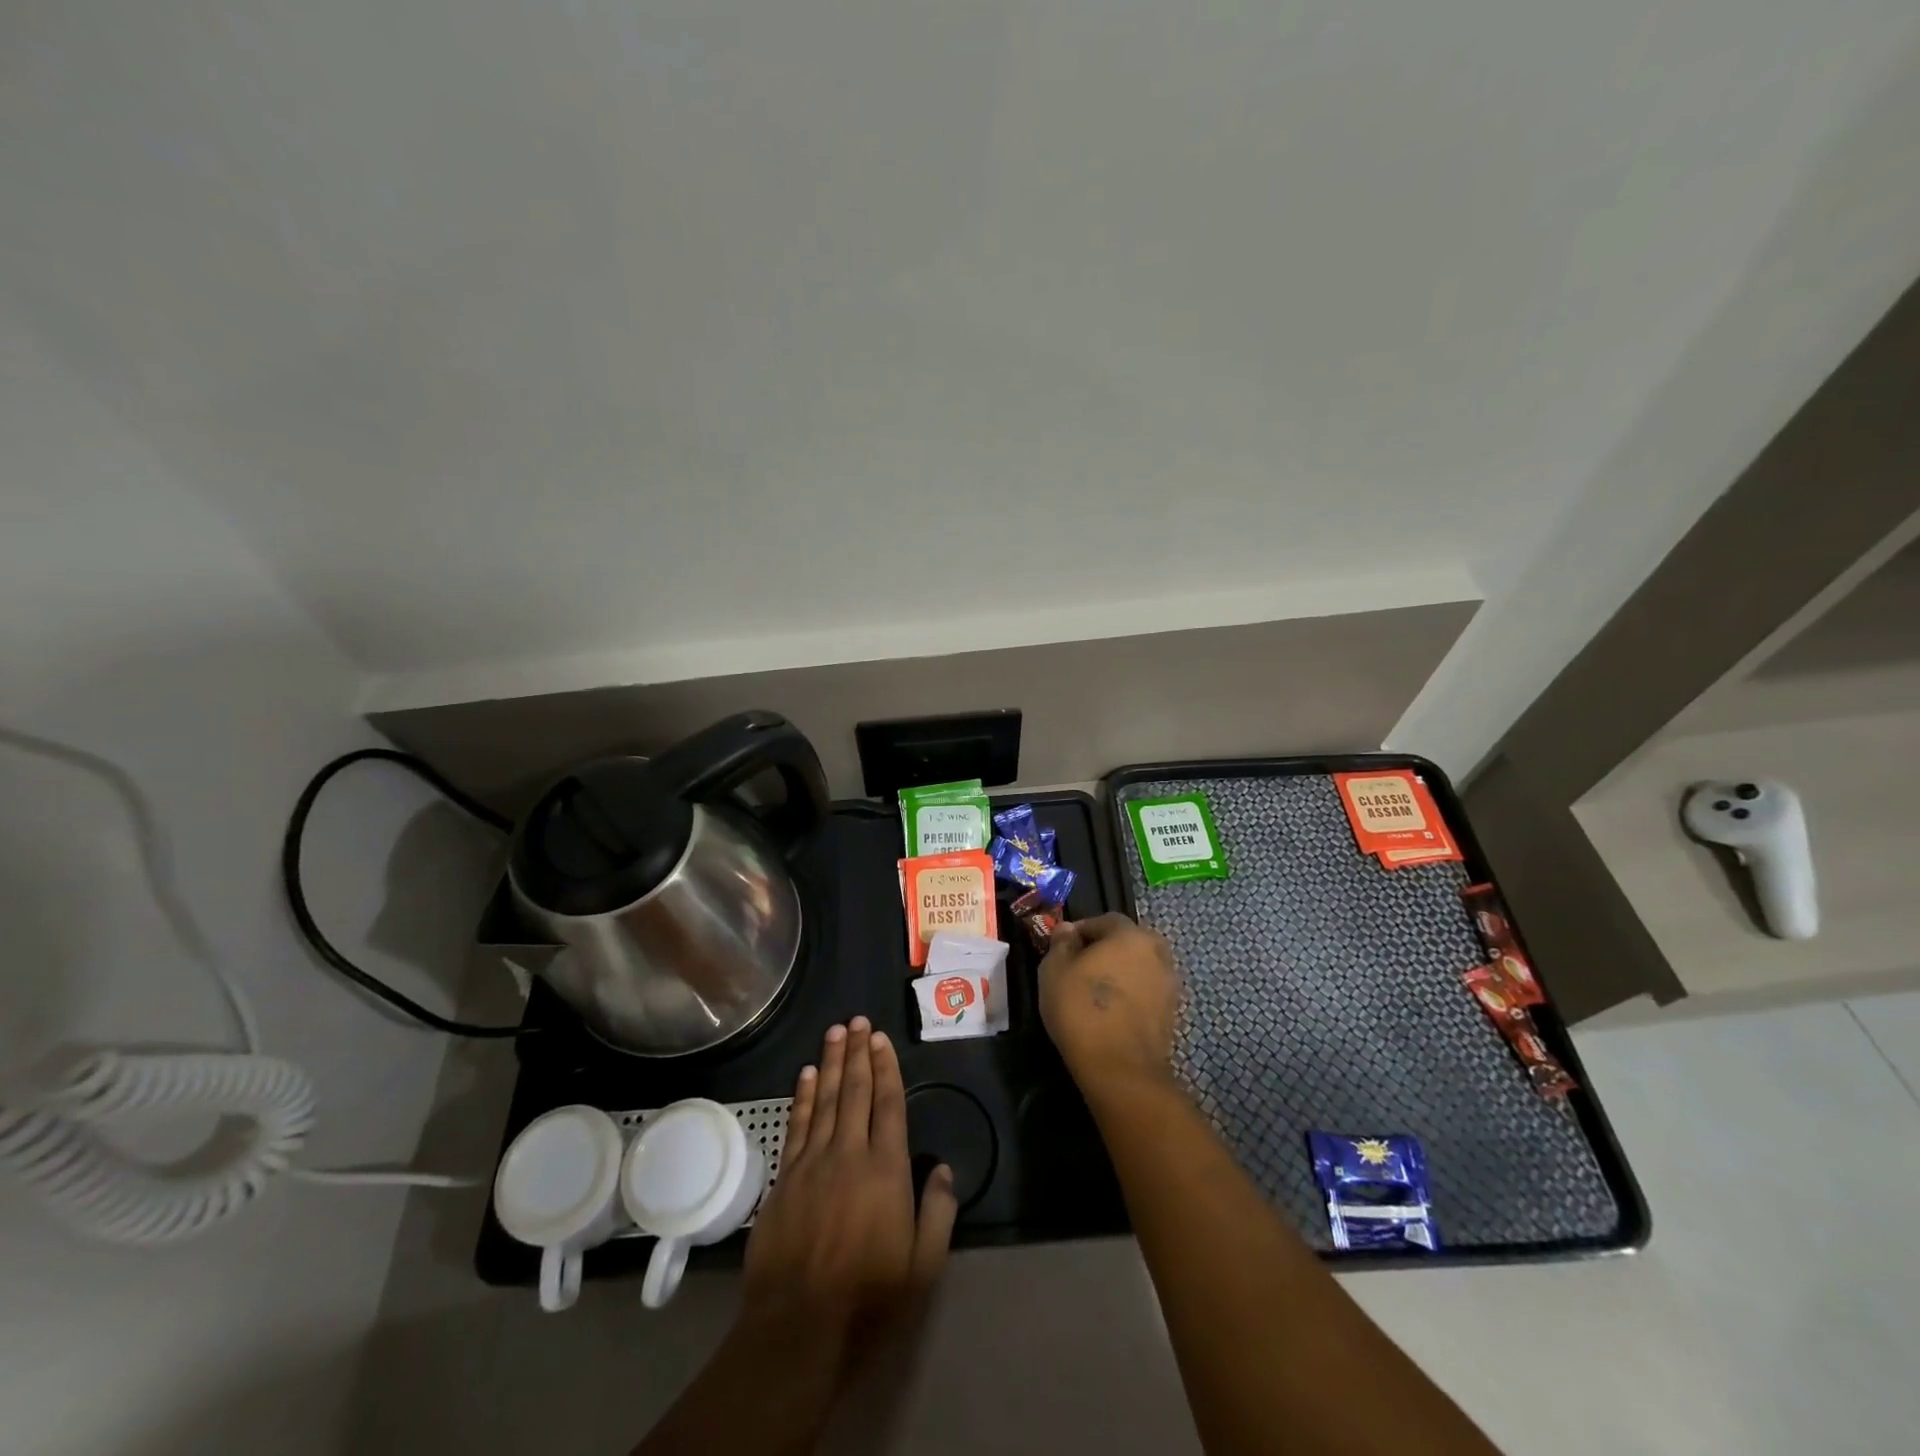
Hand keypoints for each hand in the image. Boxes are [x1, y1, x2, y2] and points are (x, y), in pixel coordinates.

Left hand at [741, 1018, 957, 1353]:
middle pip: (854, 1092)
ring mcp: (812, 1164)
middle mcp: (849, 1154)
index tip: (881, 1039)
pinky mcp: (785, 1179)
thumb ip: (938, 1212)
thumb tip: (943, 1169)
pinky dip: (802, 1096)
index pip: (888, 1105)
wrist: (798, 1330)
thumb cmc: (869, 1300)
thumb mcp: (923, 1267)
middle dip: (858, 1053)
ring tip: (836, 1032)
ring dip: (831, 1063)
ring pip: (824, 1100)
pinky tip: (806, 1075)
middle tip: (858, 1020)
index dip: (885, 1068)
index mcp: (886, 1170)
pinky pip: (797, 1125)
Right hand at [1038, 913, 1180, 1092]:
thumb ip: (1061, 943)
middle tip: (1079, 968)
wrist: (1121, 1069)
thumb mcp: (1054, 970)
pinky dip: (1131, 995)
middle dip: (1105, 949)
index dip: (1081, 931)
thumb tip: (1067, 930)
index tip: (1062, 948)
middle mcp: (1157, 951)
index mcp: (1130, 934)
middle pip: (1127, 941)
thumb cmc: (1081, 1010)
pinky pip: (1146, 991)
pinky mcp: (1172, 1012)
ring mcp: (1169, 983)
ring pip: (1139, 967)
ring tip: (1095, 993)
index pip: (1104, 920)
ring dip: (1120, 972)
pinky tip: (1112, 1012)